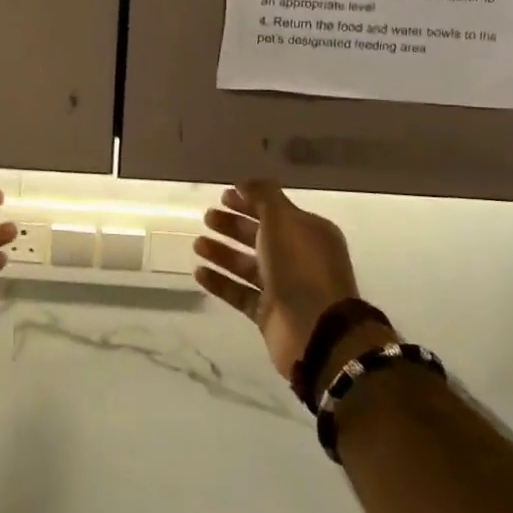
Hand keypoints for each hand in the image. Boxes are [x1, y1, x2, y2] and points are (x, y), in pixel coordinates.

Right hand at [194, 181, 370, 379]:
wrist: (315, 330)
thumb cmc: (300, 266)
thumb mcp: (282, 219)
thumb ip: (263, 196)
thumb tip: (246, 182)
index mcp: (309, 233)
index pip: (275, 211)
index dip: (250, 201)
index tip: (223, 195)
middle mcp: (298, 258)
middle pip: (260, 237)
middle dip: (233, 225)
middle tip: (207, 217)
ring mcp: (284, 288)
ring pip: (247, 265)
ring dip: (222, 252)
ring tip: (196, 244)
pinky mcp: (269, 314)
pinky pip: (240, 293)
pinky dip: (221, 282)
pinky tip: (199, 272)